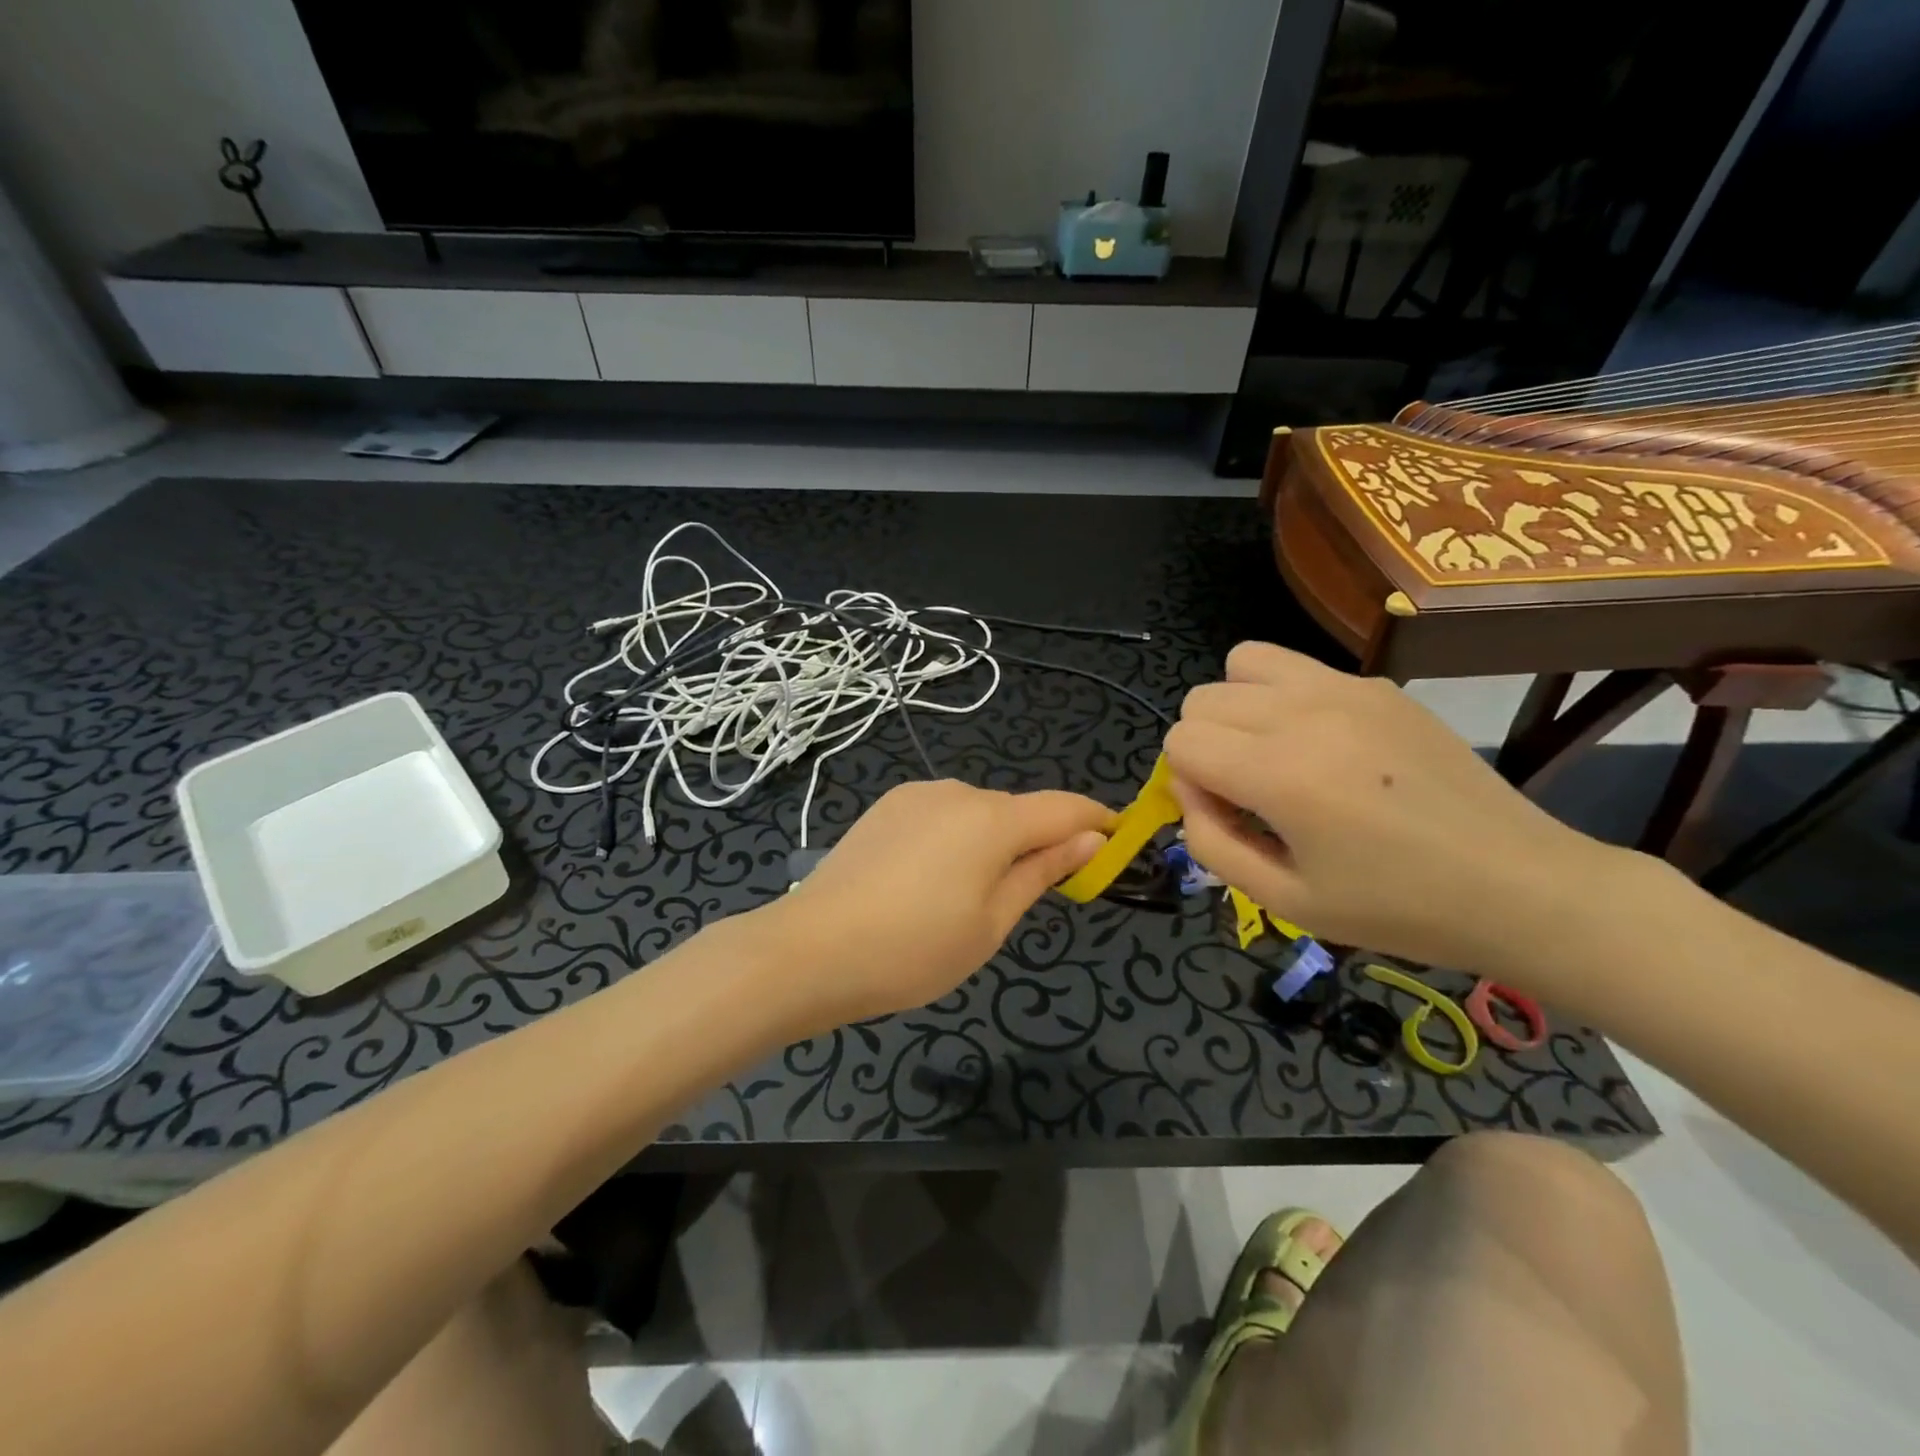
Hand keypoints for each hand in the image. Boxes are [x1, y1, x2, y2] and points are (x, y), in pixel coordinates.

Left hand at [764, 781, 1110, 1026]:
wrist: (811, 950)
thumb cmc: (914, 949)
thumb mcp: (992, 922)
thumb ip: (1042, 871)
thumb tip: (1091, 838)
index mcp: (992, 819)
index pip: (1064, 807)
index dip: (1097, 820)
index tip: (1118, 841)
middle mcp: (956, 791)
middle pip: (1018, 812)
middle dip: (1038, 842)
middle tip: (1031, 896)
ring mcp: (915, 796)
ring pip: (977, 813)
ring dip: (993, 842)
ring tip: (968, 897)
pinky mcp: (886, 807)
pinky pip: (941, 816)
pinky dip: (956, 839)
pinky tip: (930, 881)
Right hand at [1164, 642, 1619, 976]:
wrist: (1520, 885)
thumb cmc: (1397, 908)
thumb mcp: (1285, 902)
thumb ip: (1211, 843)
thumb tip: (1189, 790)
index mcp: (1280, 773)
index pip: (1180, 741)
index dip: (1188, 783)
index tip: (1230, 816)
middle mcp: (1304, 713)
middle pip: (1202, 698)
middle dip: (1206, 745)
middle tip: (1250, 791)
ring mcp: (1346, 689)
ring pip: (1243, 662)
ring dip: (1239, 706)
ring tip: (1275, 752)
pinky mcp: (1378, 686)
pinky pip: (1297, 667)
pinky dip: (1284, 697)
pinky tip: (1327, 746)